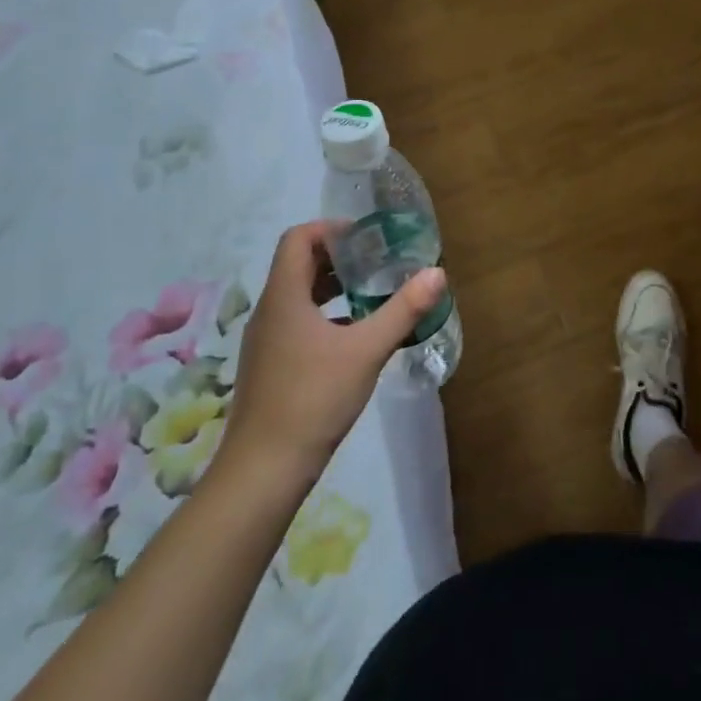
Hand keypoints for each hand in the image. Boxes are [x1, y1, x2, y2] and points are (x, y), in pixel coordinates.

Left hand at [214, 221, 446, 491]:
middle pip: (299, 264)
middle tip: (378, 261)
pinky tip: (355, 338)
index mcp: (284, 296)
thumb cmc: (313, 399)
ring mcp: (266, 342)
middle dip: (339, 257)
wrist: (263, 472)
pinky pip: (297, 323)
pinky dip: (326, 317)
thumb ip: (403, 310)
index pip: (298, 238)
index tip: (367, 237)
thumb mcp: (366, 350)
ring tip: (372, 294)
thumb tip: (437, 272)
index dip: (330, 228)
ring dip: (333, 287)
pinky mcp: (270, 367)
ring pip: (299, 296)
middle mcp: (270, 311)